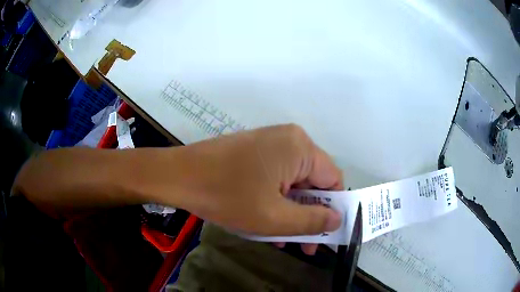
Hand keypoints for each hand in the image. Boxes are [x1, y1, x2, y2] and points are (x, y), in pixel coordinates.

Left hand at [173, 124, 343, 254]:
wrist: (178, 176)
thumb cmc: (226, 196)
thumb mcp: (274, 218)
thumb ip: (312, 221)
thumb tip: (337, 220)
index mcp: (300, 147)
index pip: (333, 180)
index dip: (332, 210)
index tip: (324, 236)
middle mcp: (289, 139)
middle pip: (312, 182)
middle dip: (308, 215)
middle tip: (303, 245)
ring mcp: (270, 143)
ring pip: (293, 183)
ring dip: (290, 212)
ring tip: (282, 239)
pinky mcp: (255, 150)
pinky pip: (276, 178)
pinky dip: (275, 200)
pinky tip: (267, 222)